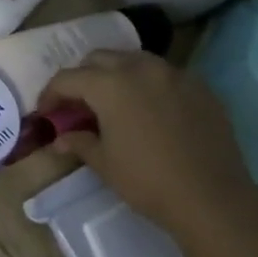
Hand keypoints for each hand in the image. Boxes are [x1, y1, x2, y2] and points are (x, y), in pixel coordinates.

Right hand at [39, 49, 257, 232]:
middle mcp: (141, 69)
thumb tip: (62, 138)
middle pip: (100, 58)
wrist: (211, 197)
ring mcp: (174, 74)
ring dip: (115, 75)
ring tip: (113, 103)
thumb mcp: (104, 163)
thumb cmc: (147, 181)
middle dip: (82, 77)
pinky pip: (164, 75)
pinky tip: (149, 111)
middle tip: (77, 104)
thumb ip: (79, 142)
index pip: (68, 78)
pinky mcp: (200, 87)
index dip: (51, 95)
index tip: (46, 113)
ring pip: (134, 60)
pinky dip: (147, 85)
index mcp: (110, 85)